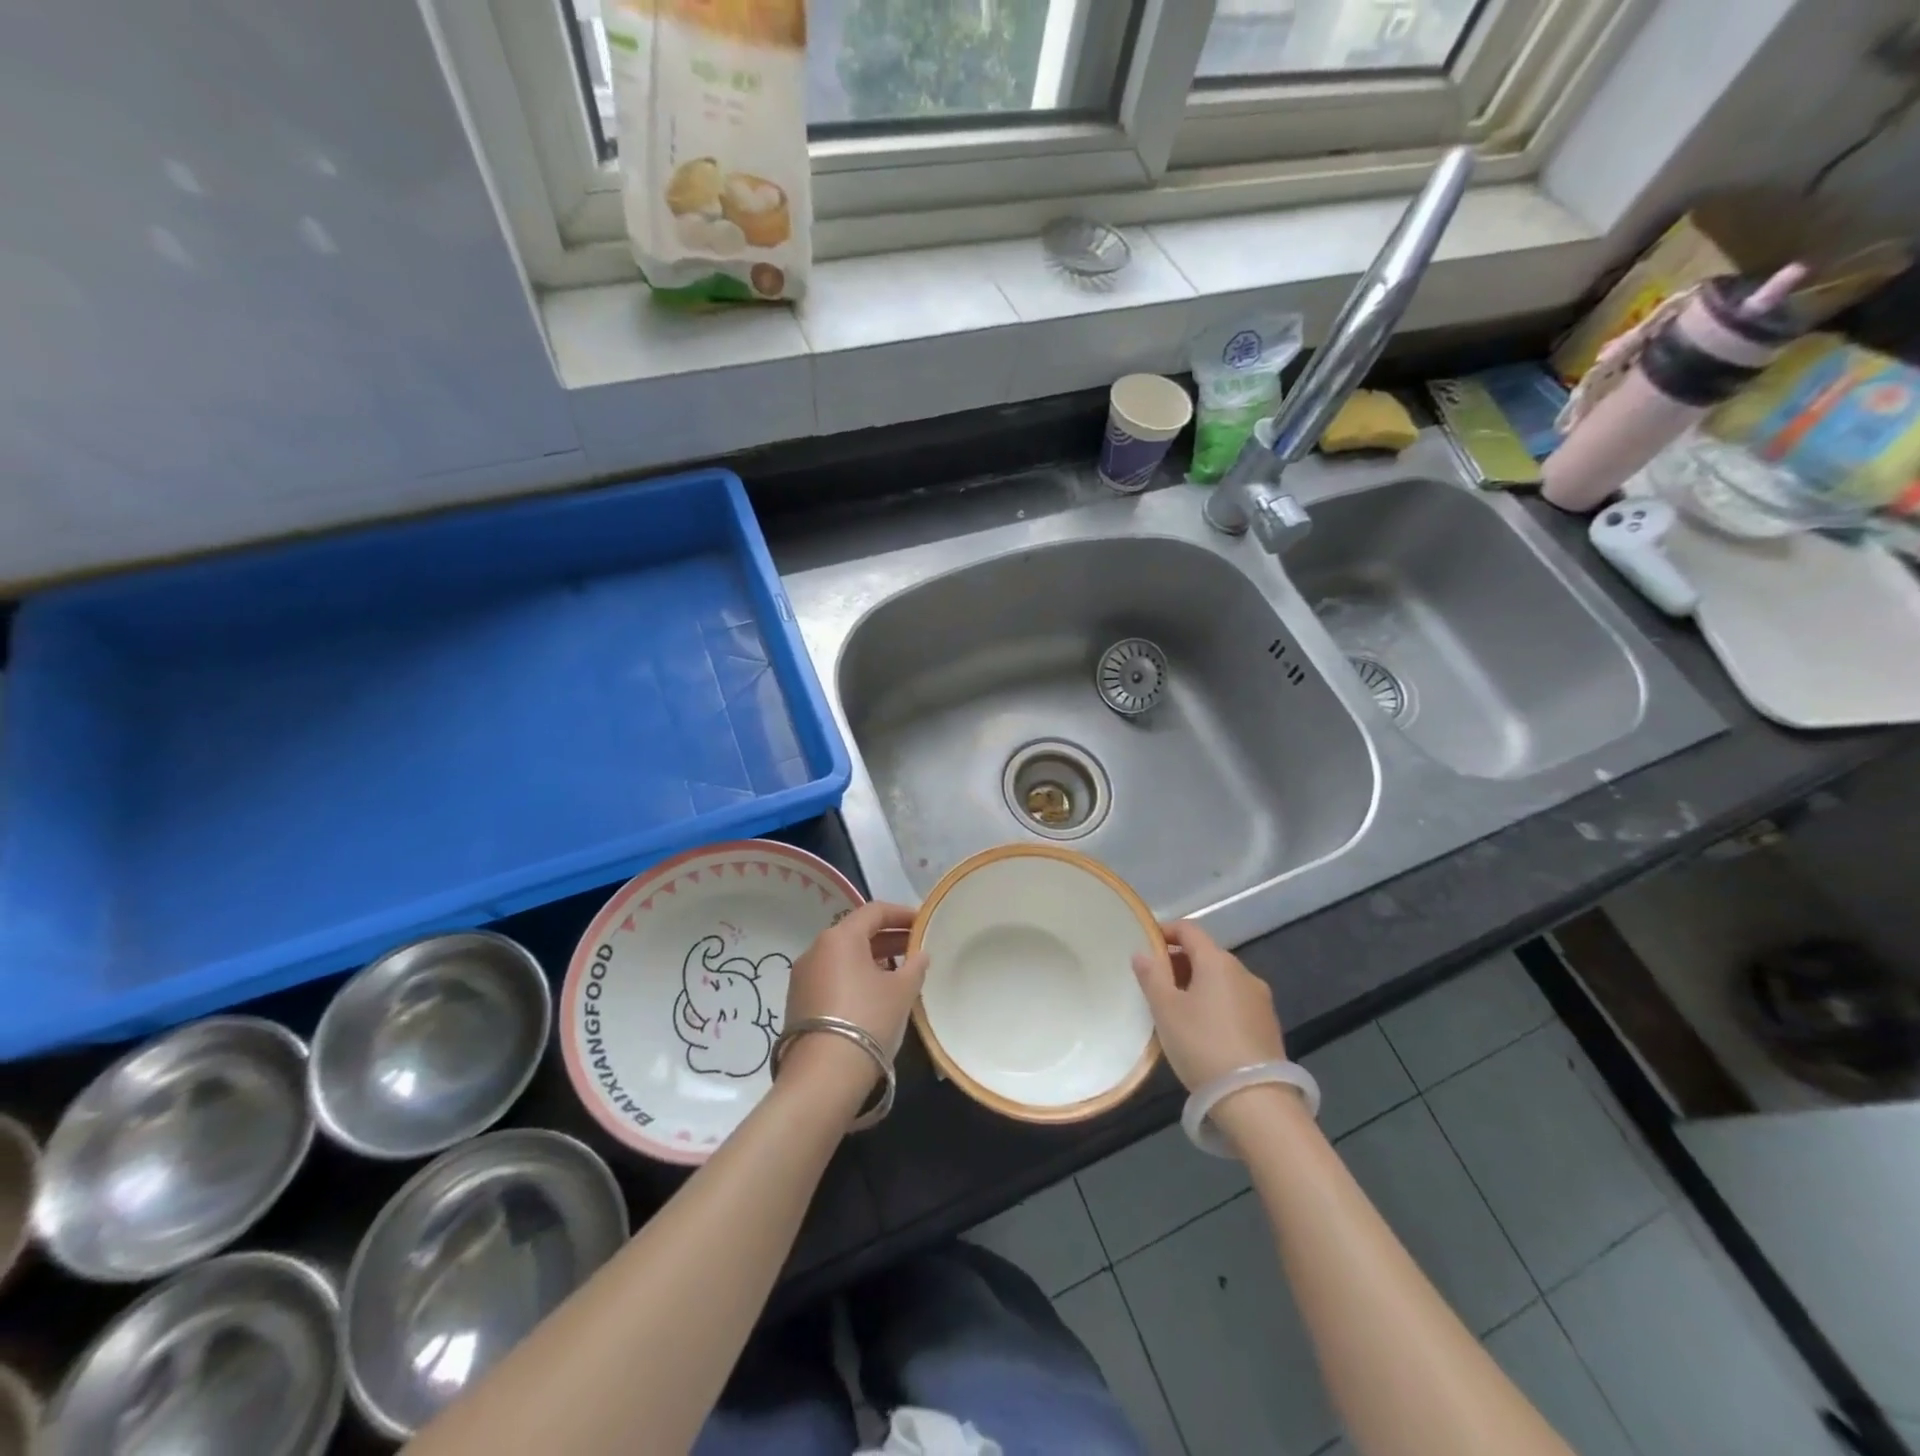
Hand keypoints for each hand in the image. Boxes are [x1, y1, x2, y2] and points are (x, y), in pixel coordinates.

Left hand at [783, 901, 927, 1063]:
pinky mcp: (797, 1002)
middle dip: (888, 937)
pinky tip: (874, 995)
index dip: (902, 914)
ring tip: (899, 973)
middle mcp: (816, 949)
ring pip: (843, 956)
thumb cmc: (868, 1019)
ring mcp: (802, 977)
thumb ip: (915, 966)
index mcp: (839, 937)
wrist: (823, 1076)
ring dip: (872, 959)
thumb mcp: (901, 991)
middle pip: (856, 932)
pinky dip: (855, 977)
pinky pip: (832, 977)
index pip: (874, 911)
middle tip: (915, 948)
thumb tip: (919, 954)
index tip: (923, 923)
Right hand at [1132, 920, 1284, 1090]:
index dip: (1165, 931)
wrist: (1256, 1100)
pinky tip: (1203, 1030)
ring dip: (1197, 984)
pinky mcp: (1268, 1025)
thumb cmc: (1202, 1045)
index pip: (1189, 930)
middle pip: (1206, 954)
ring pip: (1221, 979)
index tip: (1145, 945)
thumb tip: (1142, 953)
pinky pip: (1234, 1001)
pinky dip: (1215, 1003)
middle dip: (1178, 962)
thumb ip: (1151, 976)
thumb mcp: (1165, 1010)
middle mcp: (1243, 972)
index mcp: (1217, 961)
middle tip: (1155, 983)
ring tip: (1176, 1009)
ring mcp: (1260, 999)